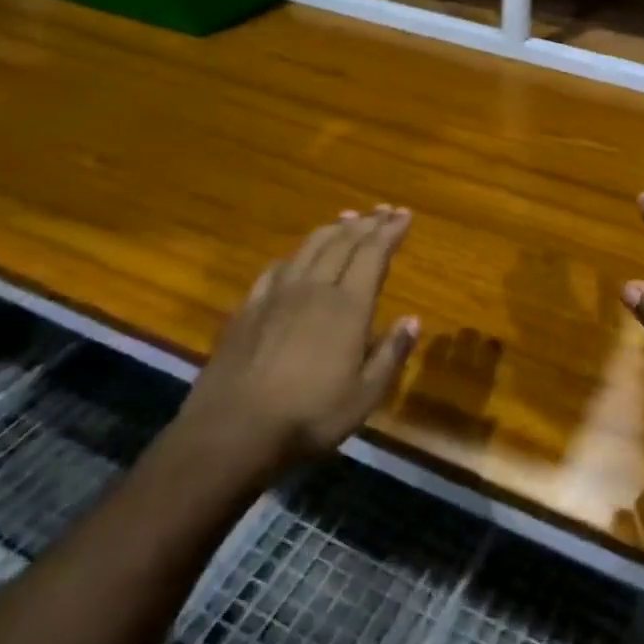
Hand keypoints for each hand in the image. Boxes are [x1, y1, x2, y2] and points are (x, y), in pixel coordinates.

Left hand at [172, 206, 418, 486]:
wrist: (230, 433)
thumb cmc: (308, 417)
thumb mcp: (364, 396)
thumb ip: (390, 354)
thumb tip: (413, 320)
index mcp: (347, 306)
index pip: (373, 254)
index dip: (390, 231)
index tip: (404, 215)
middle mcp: (314, 289)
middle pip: (343, 243)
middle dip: (367, 223)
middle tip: (384, 210)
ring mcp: (277, 295)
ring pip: (310, 248)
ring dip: (333, 229)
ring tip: (348, 218)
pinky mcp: (248, 309)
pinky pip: (276, 269)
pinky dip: (295, 255)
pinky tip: (296, 257)